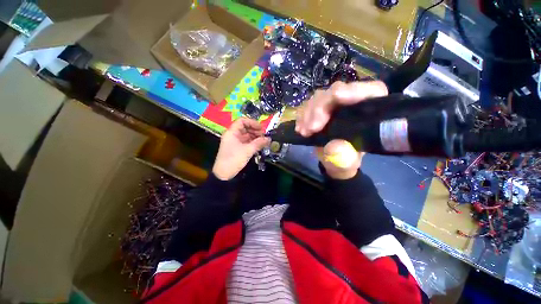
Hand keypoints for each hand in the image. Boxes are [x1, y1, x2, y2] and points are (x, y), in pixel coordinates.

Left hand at [213, 117, 269, 180]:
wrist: (224, 174)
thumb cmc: (234, 159)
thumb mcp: (247, 150)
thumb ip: (259, 143)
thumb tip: (269, 139)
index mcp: (232, 132)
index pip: (242, 121)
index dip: (252, 122)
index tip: (261, 128)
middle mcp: (233, 135)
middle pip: (245, 128)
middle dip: (255, 130)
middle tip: (264, 136)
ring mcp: (235, 142)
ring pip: (246, 135)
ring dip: (255, 137)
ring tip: (264, 141)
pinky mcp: (237, 148)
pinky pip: (246, 142)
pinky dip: (253, 143)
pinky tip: (260, 145)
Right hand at [296, 81, 387, 178]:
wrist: (332, 161)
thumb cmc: (346, 161)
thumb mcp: (347, 163)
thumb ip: (344, 158)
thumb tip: (334, 146)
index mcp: (370, 112)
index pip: (371, 90)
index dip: (354, 90)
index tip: (337, 96)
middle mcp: (352, 102)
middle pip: (336, 91)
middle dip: (320, 108)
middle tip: (311, 129)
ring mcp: (333, 104)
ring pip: (319, 97)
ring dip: (307, 114)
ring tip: (304, 132)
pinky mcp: (319, 108)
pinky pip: (307, 105)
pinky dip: (301, 116)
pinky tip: (300, 129)